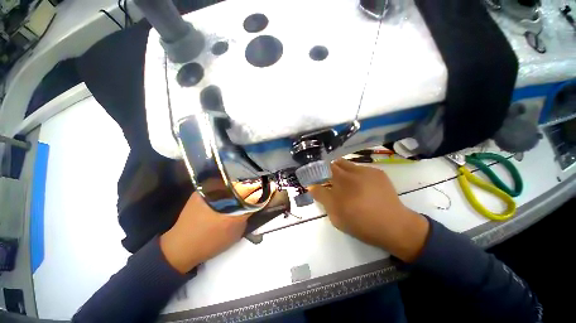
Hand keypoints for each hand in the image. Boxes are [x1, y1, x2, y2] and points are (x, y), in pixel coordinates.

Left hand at [160, 183, 262, 273]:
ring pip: (235, 180)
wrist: (182, 245)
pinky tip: (235, 184)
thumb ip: (248, 214)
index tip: (273, 187)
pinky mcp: (203, 188)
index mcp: (235, 208)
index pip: (256, 193)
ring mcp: (212, 189)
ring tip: (251, 183)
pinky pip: (223, 181)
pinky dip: (232, 182)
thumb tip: (256, 202)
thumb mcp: (237, 231)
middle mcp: (224, 195)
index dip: (266, 189)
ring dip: (245, 182)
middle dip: (257, 183)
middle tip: (262, 184)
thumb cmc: (213, 242)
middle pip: (247, 183)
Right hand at [309, 159, 429, 262]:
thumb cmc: (361, 224)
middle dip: (327, 170)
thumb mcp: (336, 217)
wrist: (394, 226)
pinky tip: (360, 183)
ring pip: (345, 163)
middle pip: (332, 165)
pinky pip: (359, 167)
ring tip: (344, 180)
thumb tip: (312, 187)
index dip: (315, 175)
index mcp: (338, 188)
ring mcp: (364, 171)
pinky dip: (354, 173)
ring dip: (340, 169)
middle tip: (329, 179)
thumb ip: (323, 199)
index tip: (314, 179)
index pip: (319, 176)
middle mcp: (349, 176)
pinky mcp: (376, 171)